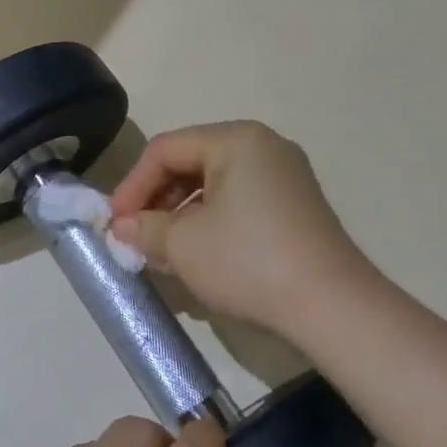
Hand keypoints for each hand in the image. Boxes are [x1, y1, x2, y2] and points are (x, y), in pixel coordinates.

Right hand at [109, 121, 378, 341]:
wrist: (331, 306)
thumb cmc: (248, 262)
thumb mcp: (183, 244)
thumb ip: (144, 227)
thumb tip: (123, 227)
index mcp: (235, 140)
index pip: (164, 150)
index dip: (132, 185)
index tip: (114, 223)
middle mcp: (263, 147)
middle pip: (190, 162)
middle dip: (156, 200)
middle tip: (135, 236)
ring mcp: (285, 176)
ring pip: (213, 184)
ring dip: (180, 214)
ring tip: (162, 250)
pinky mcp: (295, 207)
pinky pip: (238, 202)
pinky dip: (210, 222)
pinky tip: (198, 254)